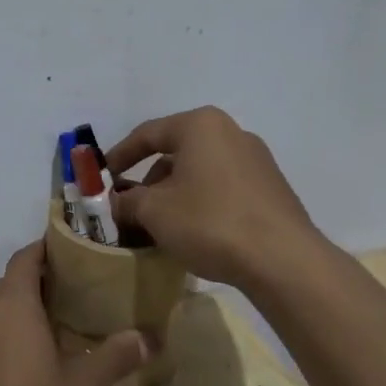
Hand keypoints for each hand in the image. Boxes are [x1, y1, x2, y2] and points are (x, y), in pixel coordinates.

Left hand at [0, 243, 147, 385]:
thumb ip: (113, 357)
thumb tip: (147, 337)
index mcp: (9, 307)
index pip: (26, 258)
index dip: (51, 251)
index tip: (80, 256)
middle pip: (10, 287)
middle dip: (42, 289)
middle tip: (81, 300)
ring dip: (23, 321)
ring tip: (60, 338)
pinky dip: (5, 347)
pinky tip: (30, 377)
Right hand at [106, 106, 321, 290]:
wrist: (283, 260)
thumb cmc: (210, 222)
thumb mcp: (155, 212)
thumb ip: (128, 202)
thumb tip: (116, 203)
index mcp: (200, 126)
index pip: (147, 134)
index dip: (119, 156)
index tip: (102, 178)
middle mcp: (231, 132)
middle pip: (176, 152)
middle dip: (149, 180)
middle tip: (131, 208)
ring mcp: (256, 160)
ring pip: (200, 171)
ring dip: (175, 194)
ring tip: (161, 226)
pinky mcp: (271, 188)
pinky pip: (223, 187)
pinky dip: (202, 202)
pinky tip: (195, 232)